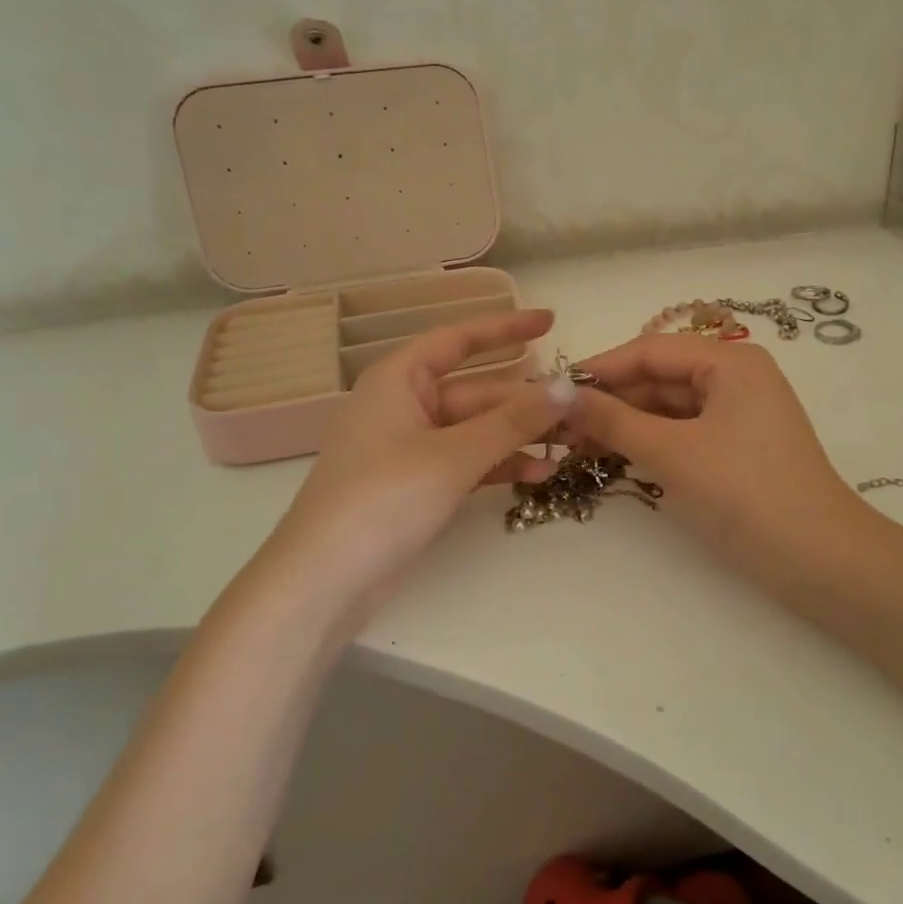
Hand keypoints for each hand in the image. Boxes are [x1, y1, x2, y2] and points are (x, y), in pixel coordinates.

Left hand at [256, 309, 572, 627]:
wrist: (323, 581)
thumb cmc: (382, 500)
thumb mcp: (454, 455)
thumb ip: (514, 421)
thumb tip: (569, 386)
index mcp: (399, 380)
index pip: (459, 339)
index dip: (506, 327)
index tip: (551, 322)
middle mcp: (405, 405)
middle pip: (476, 391)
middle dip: (525, 400)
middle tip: (579, 408)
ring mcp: (411, 447)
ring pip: (476, 429)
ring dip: (519, 436)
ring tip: (570, 444)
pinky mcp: (417, 484)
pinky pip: (467, 461)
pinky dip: (500, 465)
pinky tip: (540, 474)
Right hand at [560, 335, 870, 593]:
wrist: (818, 559)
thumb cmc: (744, 492)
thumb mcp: (672, 452)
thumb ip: (613, 421)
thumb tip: (559, 395)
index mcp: (730, 361)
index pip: (650, 351)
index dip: (600, 369)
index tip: (552, 390)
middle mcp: (737, 377)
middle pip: (660, 377)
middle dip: (612, 401)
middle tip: (559, 426)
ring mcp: (740, 414)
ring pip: (671, 407)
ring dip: (627, 424)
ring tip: (577, 445)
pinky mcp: (739, 448)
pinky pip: (686, 432)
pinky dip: (652, 442)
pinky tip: (616, 456)